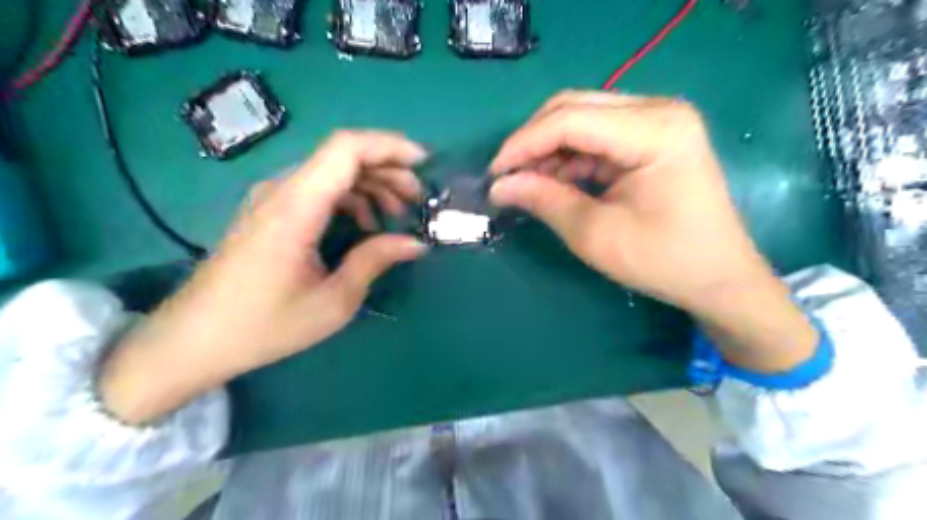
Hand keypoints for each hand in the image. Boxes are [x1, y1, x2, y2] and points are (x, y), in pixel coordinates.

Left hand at [101, 133, 427, 424]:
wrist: (194, 339)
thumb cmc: (264, 325)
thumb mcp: (333, 301)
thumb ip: (375, 261)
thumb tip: (416, 243)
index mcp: (297, 207)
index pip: (346, 148)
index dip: (390, 147)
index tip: (424, 166)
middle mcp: (282, 190)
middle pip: (343, 155)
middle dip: (388, 170)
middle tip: (417, 200)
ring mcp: (272, 198)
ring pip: (332, 171)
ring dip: (371, 185)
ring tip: (396, 215)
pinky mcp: (269, 211)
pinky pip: (318, 189)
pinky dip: (350, 198)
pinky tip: (365, 226)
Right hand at [488, 90, 813, 373]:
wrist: (719, 278)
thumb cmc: (664, 261)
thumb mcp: (596, 235)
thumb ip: (545, 201)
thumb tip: (499, 185)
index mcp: (655, 130)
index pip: (571, 120)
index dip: (524, 144)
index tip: (493, 173)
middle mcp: (658, 111)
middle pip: (574, 107)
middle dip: (533, 141)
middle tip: (506, 176)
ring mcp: (657, 121)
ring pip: (582, 119)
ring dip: (548, 150)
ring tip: (526, 184)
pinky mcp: (651, 137)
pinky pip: (596, 137)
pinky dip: (568, 158)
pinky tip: (553, 182)